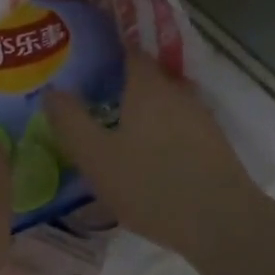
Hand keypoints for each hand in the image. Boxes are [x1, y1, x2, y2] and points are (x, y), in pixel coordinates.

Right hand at [44, 52, 259, 260]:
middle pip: (147, 76)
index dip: (107, 51)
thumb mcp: (96, 157)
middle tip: (93, 97)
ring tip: (116, 128)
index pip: (128, 51)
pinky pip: (178, 124)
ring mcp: (200, 117)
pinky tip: (147, 154)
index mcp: (147, 86)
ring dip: (142, 109)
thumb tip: (52, 90)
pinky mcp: (214, 144)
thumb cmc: (150, 184)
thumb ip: (70, 121)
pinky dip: (160, 130)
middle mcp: (177, 92)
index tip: (85, 60)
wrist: (222, 223)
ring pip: (164, 102)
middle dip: (121, 82)